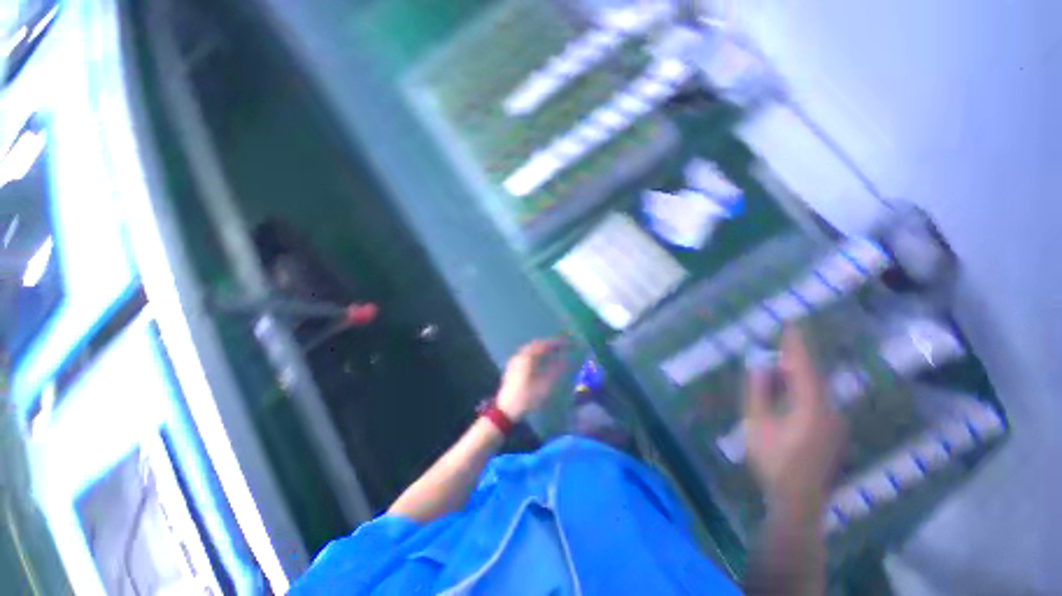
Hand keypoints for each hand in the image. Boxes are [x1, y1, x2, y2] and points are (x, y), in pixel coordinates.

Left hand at [496, 339, 565, 421]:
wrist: (506, 410)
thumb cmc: (527, 398)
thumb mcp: (545, 385)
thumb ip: (557, 370)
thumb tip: (566, 359)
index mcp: (526, 358)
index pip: (544, 345)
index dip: (556, 343)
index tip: (567, 344)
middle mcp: (519, 356)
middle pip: (536, 345)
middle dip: (549, 345)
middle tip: (561, 347)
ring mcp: (514, 361)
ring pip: (530, 350)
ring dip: (542, 350)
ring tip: (554, 353)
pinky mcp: (512, 368)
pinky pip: (526, 356)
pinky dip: (536, 355)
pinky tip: (542, 362)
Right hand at [744, 327, 845, 517]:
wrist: (798, 500)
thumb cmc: (772, 461)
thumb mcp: (756, 424)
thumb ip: (758, 393)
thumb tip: (759, 367)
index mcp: (811, 407)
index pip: (803, 368)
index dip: (796, 345)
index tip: (791, 324)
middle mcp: (830, 411)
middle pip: (814, 376)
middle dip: (797, 358)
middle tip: (780, 343)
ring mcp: (835, 423)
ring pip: (817, 389)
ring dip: (799, 374)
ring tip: (780, 365)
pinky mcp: (833, 432)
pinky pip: (819, 401)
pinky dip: (804, 389)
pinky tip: (790, 391)